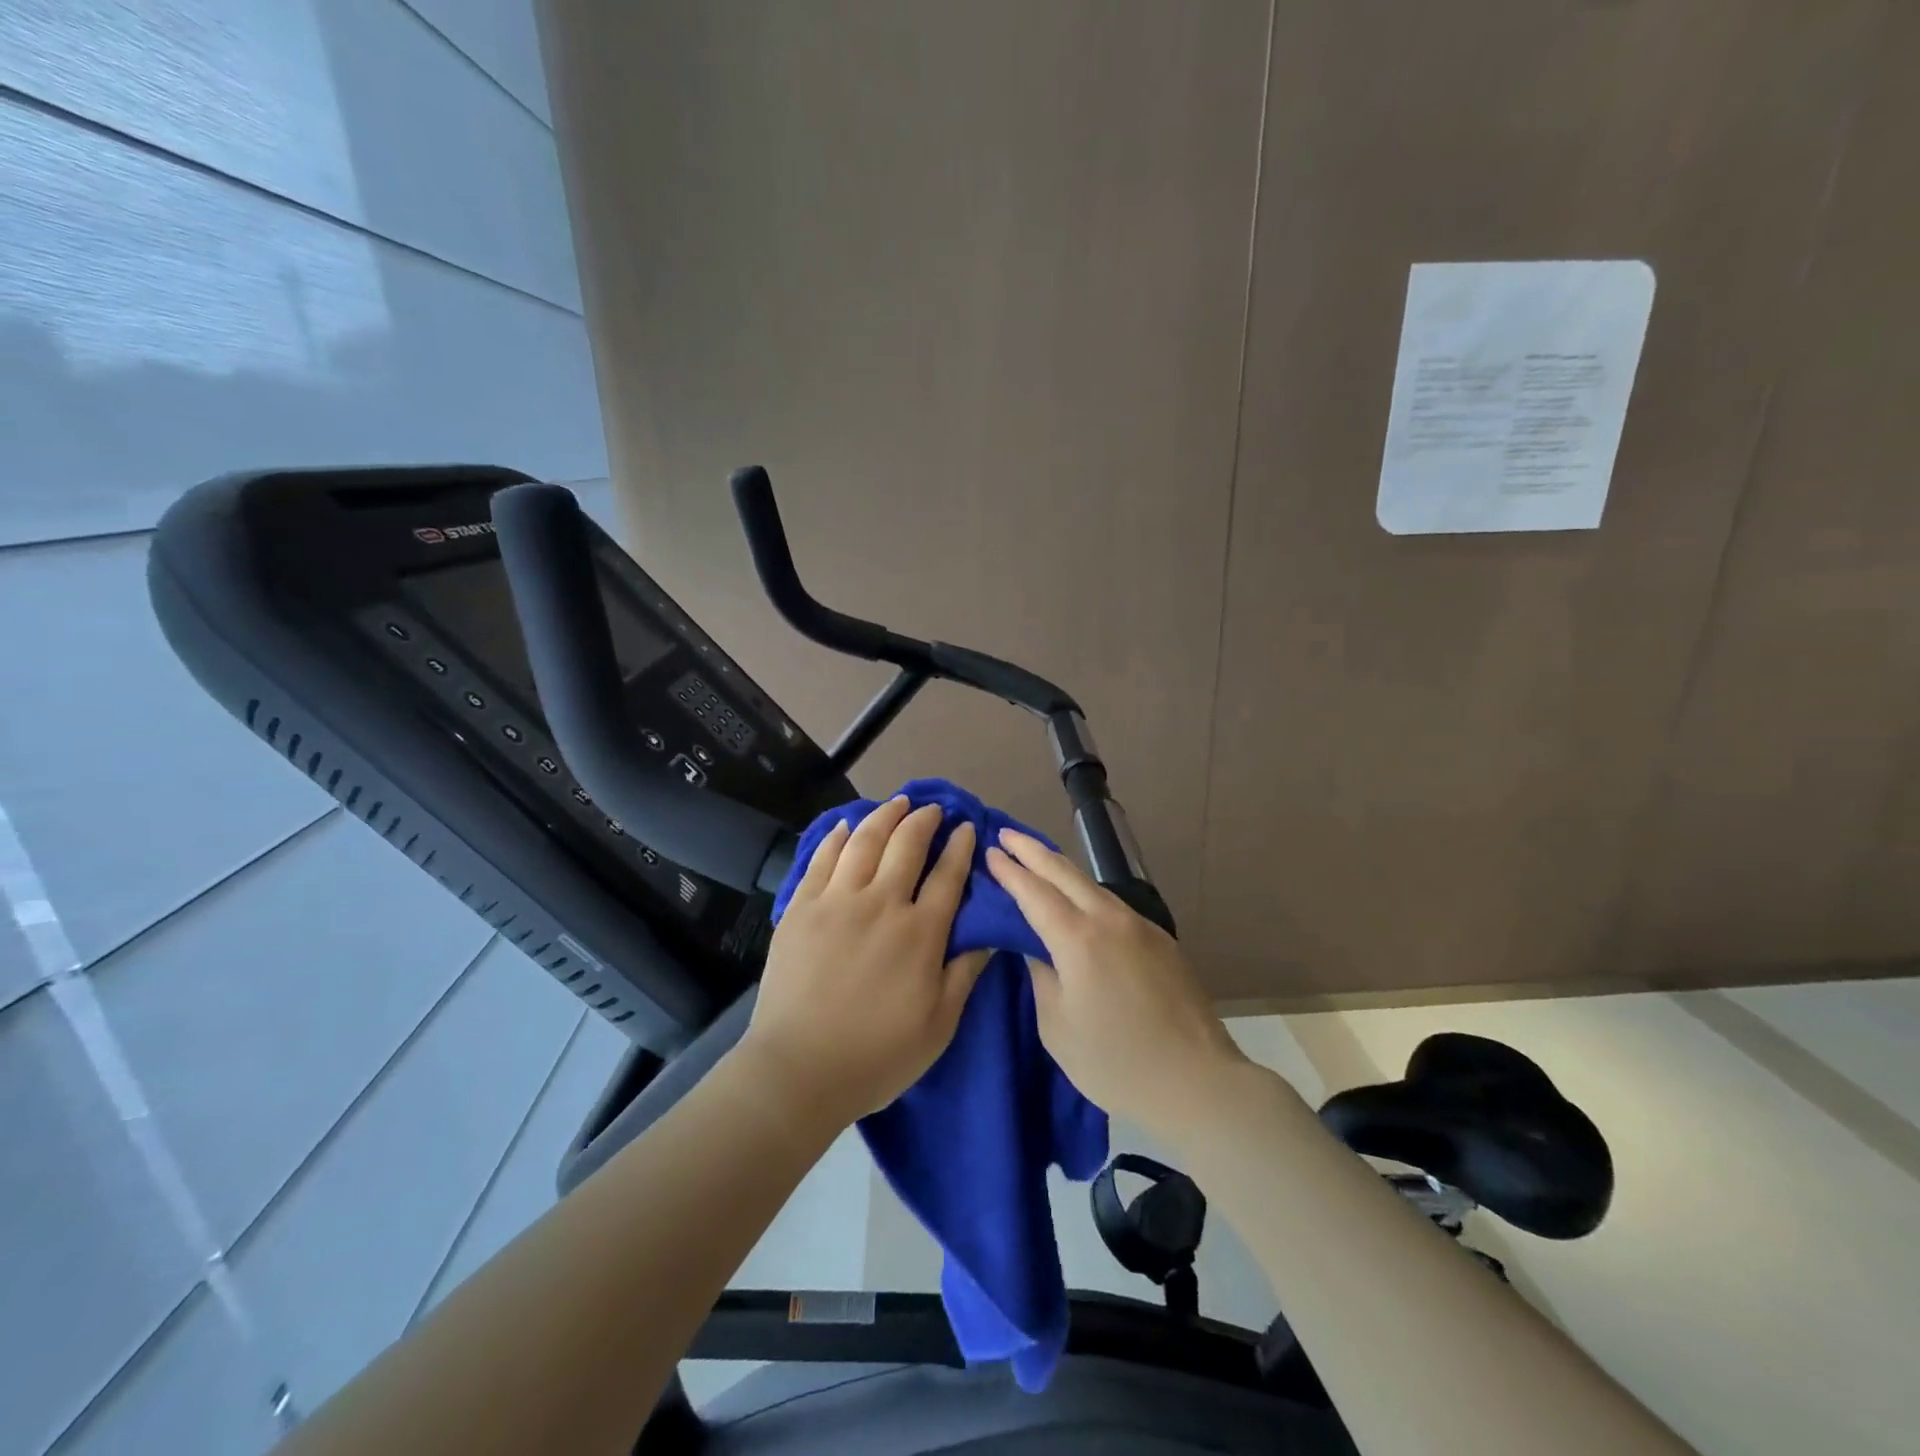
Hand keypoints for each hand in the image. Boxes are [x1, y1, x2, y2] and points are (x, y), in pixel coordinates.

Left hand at [740, 798, 987, 1127]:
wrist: (799, 1070)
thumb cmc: (877, 1055)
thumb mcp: (939, 1025)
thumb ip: (965, 974)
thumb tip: (990, 936)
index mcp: (920, 933)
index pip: (948, 875)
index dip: (960, 846)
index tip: (967, 827)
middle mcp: (881, 904)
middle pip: (906, 845)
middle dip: (924, 820)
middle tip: (932, 809)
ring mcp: (837, 901)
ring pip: (864, 841)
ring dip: (884, 816)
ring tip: (896, 803)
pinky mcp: (802, 908)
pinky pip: (822, 859)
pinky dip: (836, 837)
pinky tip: (845, 826)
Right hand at [986, 828, 1247, 1132]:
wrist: (1196, 1081)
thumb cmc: (1115, 1063)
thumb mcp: (1058, 1027)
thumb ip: (1041, 977)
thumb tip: (1036, 948)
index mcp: (1078, 940)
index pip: (1034, 892)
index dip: (1010, 871)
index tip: (990, 851)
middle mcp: (1110, 920)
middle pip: (1064, 872)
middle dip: (1032, 851)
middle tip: (1006, 833)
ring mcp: (1140, 926)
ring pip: (1092, 884)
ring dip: (1060, 867)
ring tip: (1037, 858)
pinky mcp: (1160, 939)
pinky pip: (1113, 903)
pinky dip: (1086, 891)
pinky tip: (1078, 898)